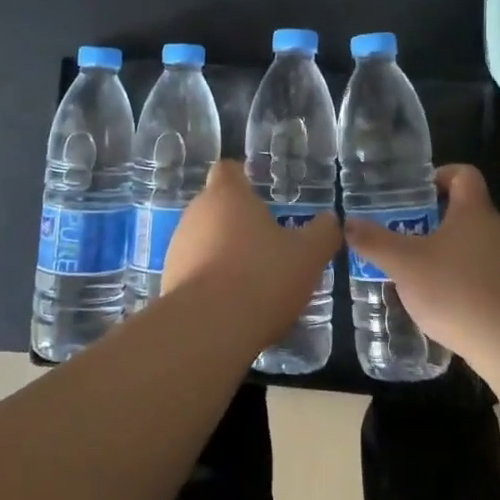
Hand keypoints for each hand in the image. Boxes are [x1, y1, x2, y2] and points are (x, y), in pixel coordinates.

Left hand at [162, 160, 341, 350]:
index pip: (228, 170)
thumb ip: (322, 233)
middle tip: (268, 243)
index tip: (261, 194)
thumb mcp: (308, 255)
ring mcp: (178, 248)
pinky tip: (233, 304)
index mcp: (227, 195)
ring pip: (204, 240)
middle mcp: (196, 213)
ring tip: (253, 279)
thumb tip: (330, 220)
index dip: (243, 178)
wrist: (208, 330)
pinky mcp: (169, 281)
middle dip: (239, 221)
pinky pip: (195, 271)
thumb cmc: (261, 276)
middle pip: (216, 206)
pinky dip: (212, 281)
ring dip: (224, 252)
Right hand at [341, 164, 499, 356]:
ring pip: (471, 246)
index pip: (464, 174)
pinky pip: (480, 276)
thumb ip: (375, 242)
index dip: (440, 176)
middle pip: (465, 211)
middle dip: (433, 220)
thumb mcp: (405, 264)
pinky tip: (439, 304)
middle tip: (402, 234)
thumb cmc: (458, 289)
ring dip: (445, 253)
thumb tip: (348, 223)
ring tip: (414, 272)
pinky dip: (459, 282)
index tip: (415, 193)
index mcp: (473, 211)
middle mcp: (495, 230)